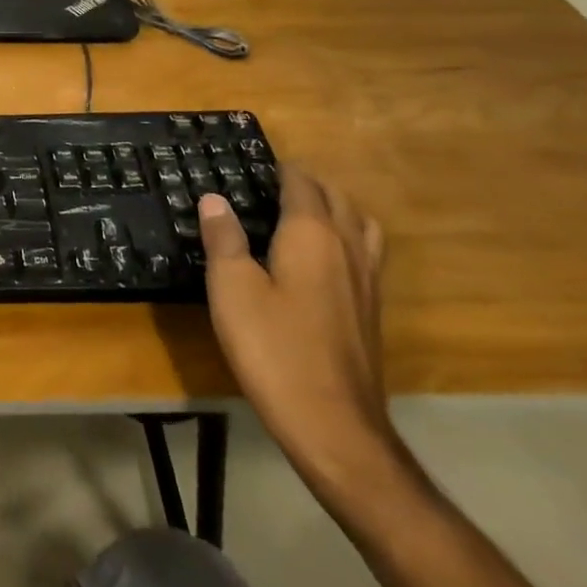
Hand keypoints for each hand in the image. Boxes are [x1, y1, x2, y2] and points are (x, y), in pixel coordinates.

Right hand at [201, 167, 405, 506]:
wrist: (333, 423)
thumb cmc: (273, 347)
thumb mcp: (232, 289)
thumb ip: (224, 239)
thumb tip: (215, 199)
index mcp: (312, 236)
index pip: (303, 185)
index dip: (282, 170)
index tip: (257, 163)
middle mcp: (347, 249)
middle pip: (337, 199)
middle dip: (309, 184)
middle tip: (273, 183)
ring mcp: (366, 281)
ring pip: (360, 225)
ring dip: (336, 208)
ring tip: (305, 212)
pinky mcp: (370, 310)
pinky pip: (365, 253)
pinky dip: (346, 237)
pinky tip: (323, 260)